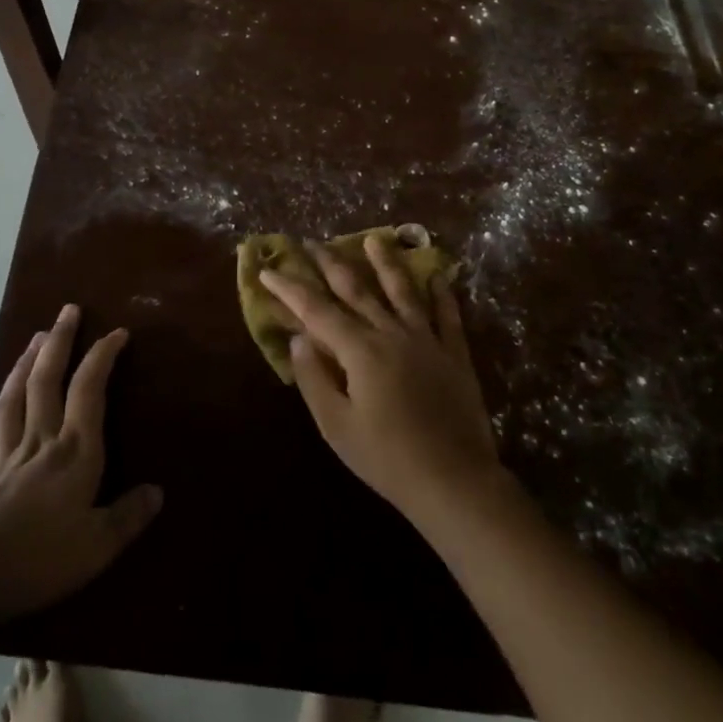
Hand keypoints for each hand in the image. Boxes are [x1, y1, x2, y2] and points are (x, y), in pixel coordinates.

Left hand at [0, 305, 162, 628]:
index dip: (103, 356)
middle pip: (47, 381)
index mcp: (75, 451)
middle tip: (67, 310)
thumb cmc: (43, 557)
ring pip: (14, 400)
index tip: (117, 332)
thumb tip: (157, 492)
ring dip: (24, 365)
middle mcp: (40, 442)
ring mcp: (4, 458)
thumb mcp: (100, 544)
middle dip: (59, 342)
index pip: (90, 390)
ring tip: (33, 338)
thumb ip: (129, 516)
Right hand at [261, 236, 504, 525]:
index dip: (290, 288)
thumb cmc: (387, 458)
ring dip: (385, 263)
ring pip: (403, 291)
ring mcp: (427, 340)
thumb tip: (298, 338)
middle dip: (330, 263)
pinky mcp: (455, 354)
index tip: (268, 270)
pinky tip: (437, 275)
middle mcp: (391, 333)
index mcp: (360, 350)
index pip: (316, 310)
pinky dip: (441, 292)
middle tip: (312, 242)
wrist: (454, 482)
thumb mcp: (337, 427)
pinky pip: (448, 315)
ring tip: (374, 239)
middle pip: (356, 289)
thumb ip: (314, 378)